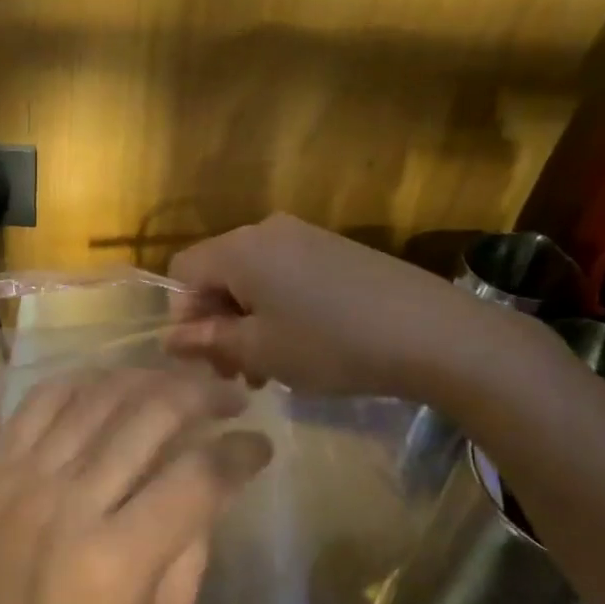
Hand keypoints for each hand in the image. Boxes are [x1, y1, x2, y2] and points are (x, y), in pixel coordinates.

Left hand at [0, 366, 271, 603]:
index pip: (196, 478)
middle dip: (203, 396)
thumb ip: (185, 572)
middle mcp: (70, 501)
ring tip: (180, 383)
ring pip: (100, 395)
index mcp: (115, 562)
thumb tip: (208, 497)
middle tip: (230, 395)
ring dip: (150, 379)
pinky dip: (86, 381)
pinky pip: (44, 398)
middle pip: (150, 416)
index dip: (239, 453)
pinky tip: (113, 385)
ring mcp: (25, 474)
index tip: (261, 444)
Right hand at [168, 213, 517, 400]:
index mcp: (240, 249)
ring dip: (249, 321)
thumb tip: (169, 339)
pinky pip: (287, 274)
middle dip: (218, 323)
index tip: (207, 356)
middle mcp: (267, 231)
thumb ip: (207, 342)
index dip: (183, 315)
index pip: (182, 272)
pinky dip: (280, 308)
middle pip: (218, 273)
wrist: (436, 334)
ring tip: (271, 368)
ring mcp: (306, 236)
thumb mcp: (260, 351)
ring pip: (253, 278)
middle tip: (238, 372)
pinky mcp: (336, 249)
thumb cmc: (331, 344)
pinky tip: (305, 345)